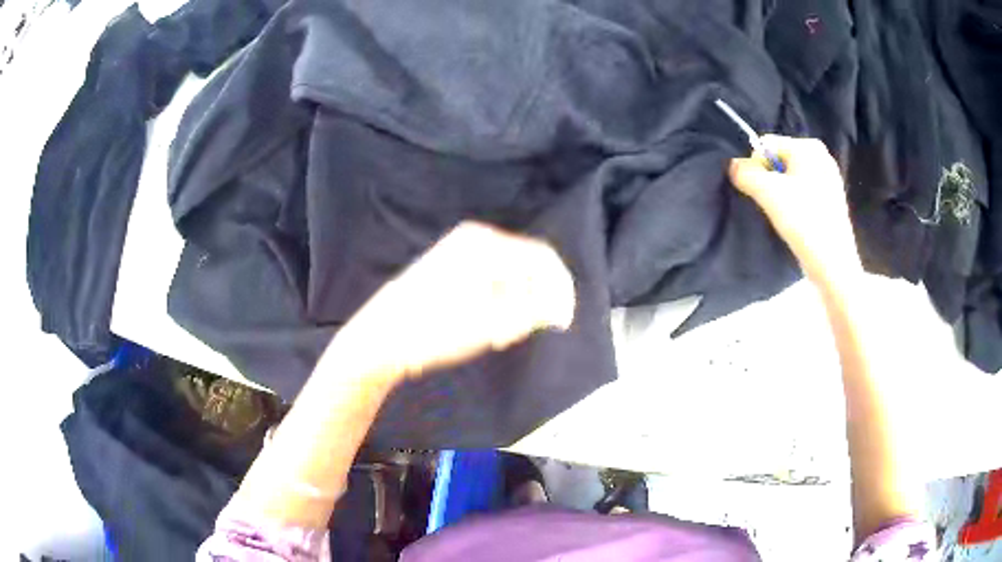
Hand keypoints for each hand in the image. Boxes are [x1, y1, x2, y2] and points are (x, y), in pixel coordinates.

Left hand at [332, 221, 575, 381]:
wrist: (381, 336)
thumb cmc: (434, 330)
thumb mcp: (490, 324)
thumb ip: (533, 310)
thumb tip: (559, 307)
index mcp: (486, 244)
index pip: (543, 258)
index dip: (560, 290)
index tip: (563, 322)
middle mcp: (475, 238)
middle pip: (527, 265)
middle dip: (534, 301)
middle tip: (519, 334)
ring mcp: (460, 250)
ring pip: (509, 274)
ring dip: (515, 305)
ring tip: (499, 336)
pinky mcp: (451, 265)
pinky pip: (490, 278)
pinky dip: (497, 301)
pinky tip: (485, 325)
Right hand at [728, 135, 862, 287]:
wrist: (833, 264)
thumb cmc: (804, 221)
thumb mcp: (767, 193)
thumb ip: (745, 173)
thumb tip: (733, 166)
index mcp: (808, 146)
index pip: (767, 145)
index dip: (757, 168)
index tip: (764, 194)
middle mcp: (821, 156)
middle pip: (779, 161)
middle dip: (770, 181)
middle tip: (776, 207)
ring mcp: (829, 178)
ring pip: (790, 178)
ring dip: (782, 195)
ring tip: (788, 217)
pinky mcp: (832, 199)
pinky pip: (803, 192)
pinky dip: (796, 204)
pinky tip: (799, 222)